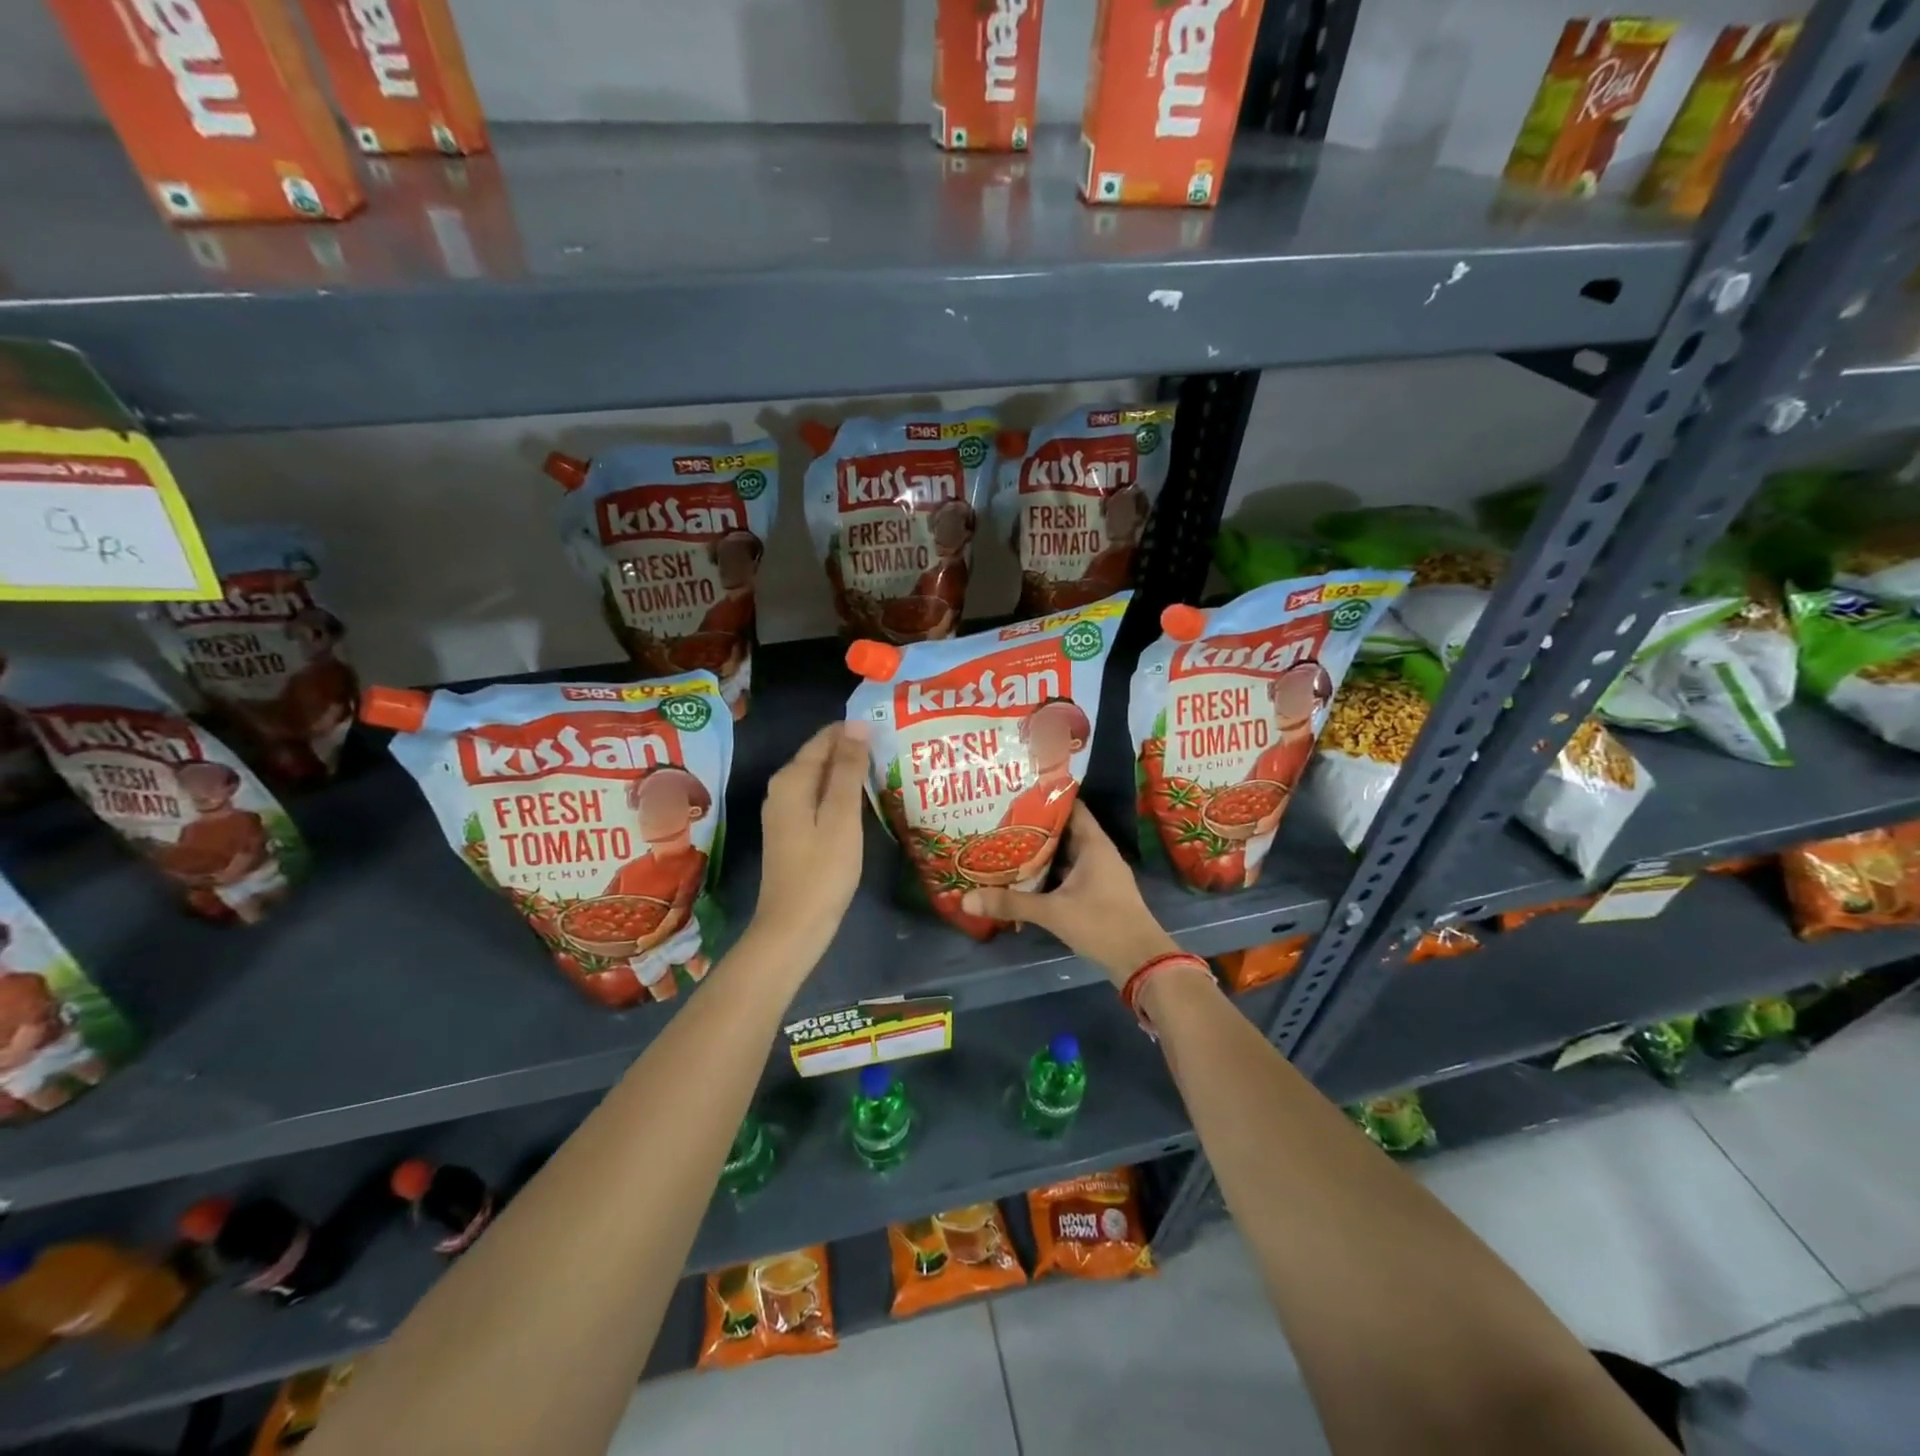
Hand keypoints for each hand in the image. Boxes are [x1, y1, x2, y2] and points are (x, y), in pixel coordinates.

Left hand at [748, 722, 870, 968]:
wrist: (794, 927)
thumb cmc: (823, 871)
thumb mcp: (841, 816)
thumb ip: (848, 769)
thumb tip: (857, 725)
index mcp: (792, 780)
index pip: (826, 738)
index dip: (857, 731)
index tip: (891, 730)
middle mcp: (782, 789)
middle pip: (822, 756)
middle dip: (855, 750)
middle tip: (895, 750)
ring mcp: (785, 811)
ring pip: (822, 778)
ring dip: (851, 772)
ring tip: (888, 769)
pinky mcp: (793, 831)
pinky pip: (820, 798)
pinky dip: (842, 794)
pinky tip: (866, 801)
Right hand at [961, 803, 1178, 986]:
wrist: (1141, 961)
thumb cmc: (1102, 924)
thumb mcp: (1053, 912)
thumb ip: (1011, 903)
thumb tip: (966, 899)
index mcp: (1094, 844)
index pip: (1070, 807)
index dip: (1045, 798)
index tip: (1015, 794)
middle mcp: (1098, 853)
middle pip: (1063, 831)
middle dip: (1033, 827)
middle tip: (999, 821)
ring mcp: (1099, 874)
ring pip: (1064, 855)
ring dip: (1039, 853)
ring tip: (1004, 845)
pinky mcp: (1096, 894)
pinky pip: (1068, 874)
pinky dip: (1048, 874)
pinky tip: (1023, 878)